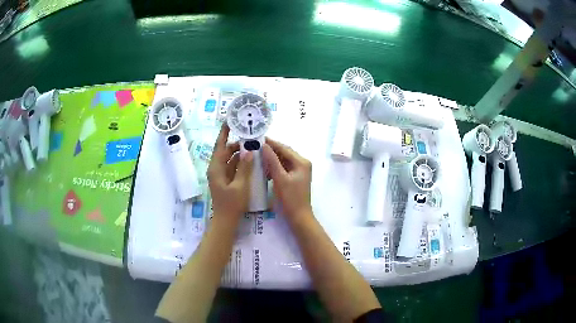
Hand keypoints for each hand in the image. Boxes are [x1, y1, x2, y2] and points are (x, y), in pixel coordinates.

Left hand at [207, 124, 253, 219]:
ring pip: (230, 159)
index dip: (224, 133)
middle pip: (226, 151)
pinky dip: (241, 163)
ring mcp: (221, 175)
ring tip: (254, 148)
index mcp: (216, 168)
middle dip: (237, 144)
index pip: (220, 145)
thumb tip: (248, 150)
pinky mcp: (225, 181)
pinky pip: (233, 167)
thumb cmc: (232, 204)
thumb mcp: (240, 185)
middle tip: (251, 138)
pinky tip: (252, 162)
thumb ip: (244, 167)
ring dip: (240, 154)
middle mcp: (216, 169)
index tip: (229, 121)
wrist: (226, 221)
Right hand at [263, 138, 311, 221]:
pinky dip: (274, 167)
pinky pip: (284, 168)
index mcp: (301, 162)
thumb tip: (264, 145)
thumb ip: (272, 161)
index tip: (257, 139)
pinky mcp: (295, 177)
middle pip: (284, 153)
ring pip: (283, 160)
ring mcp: (299, 171)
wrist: (299, 216)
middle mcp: (302, 163)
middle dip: (270, 150)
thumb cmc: (290, 198)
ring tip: (257, 156)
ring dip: (272, 159)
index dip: (271, 143)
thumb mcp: (280, 178)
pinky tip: (264, 169)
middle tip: (255, 147)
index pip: (284, 148)